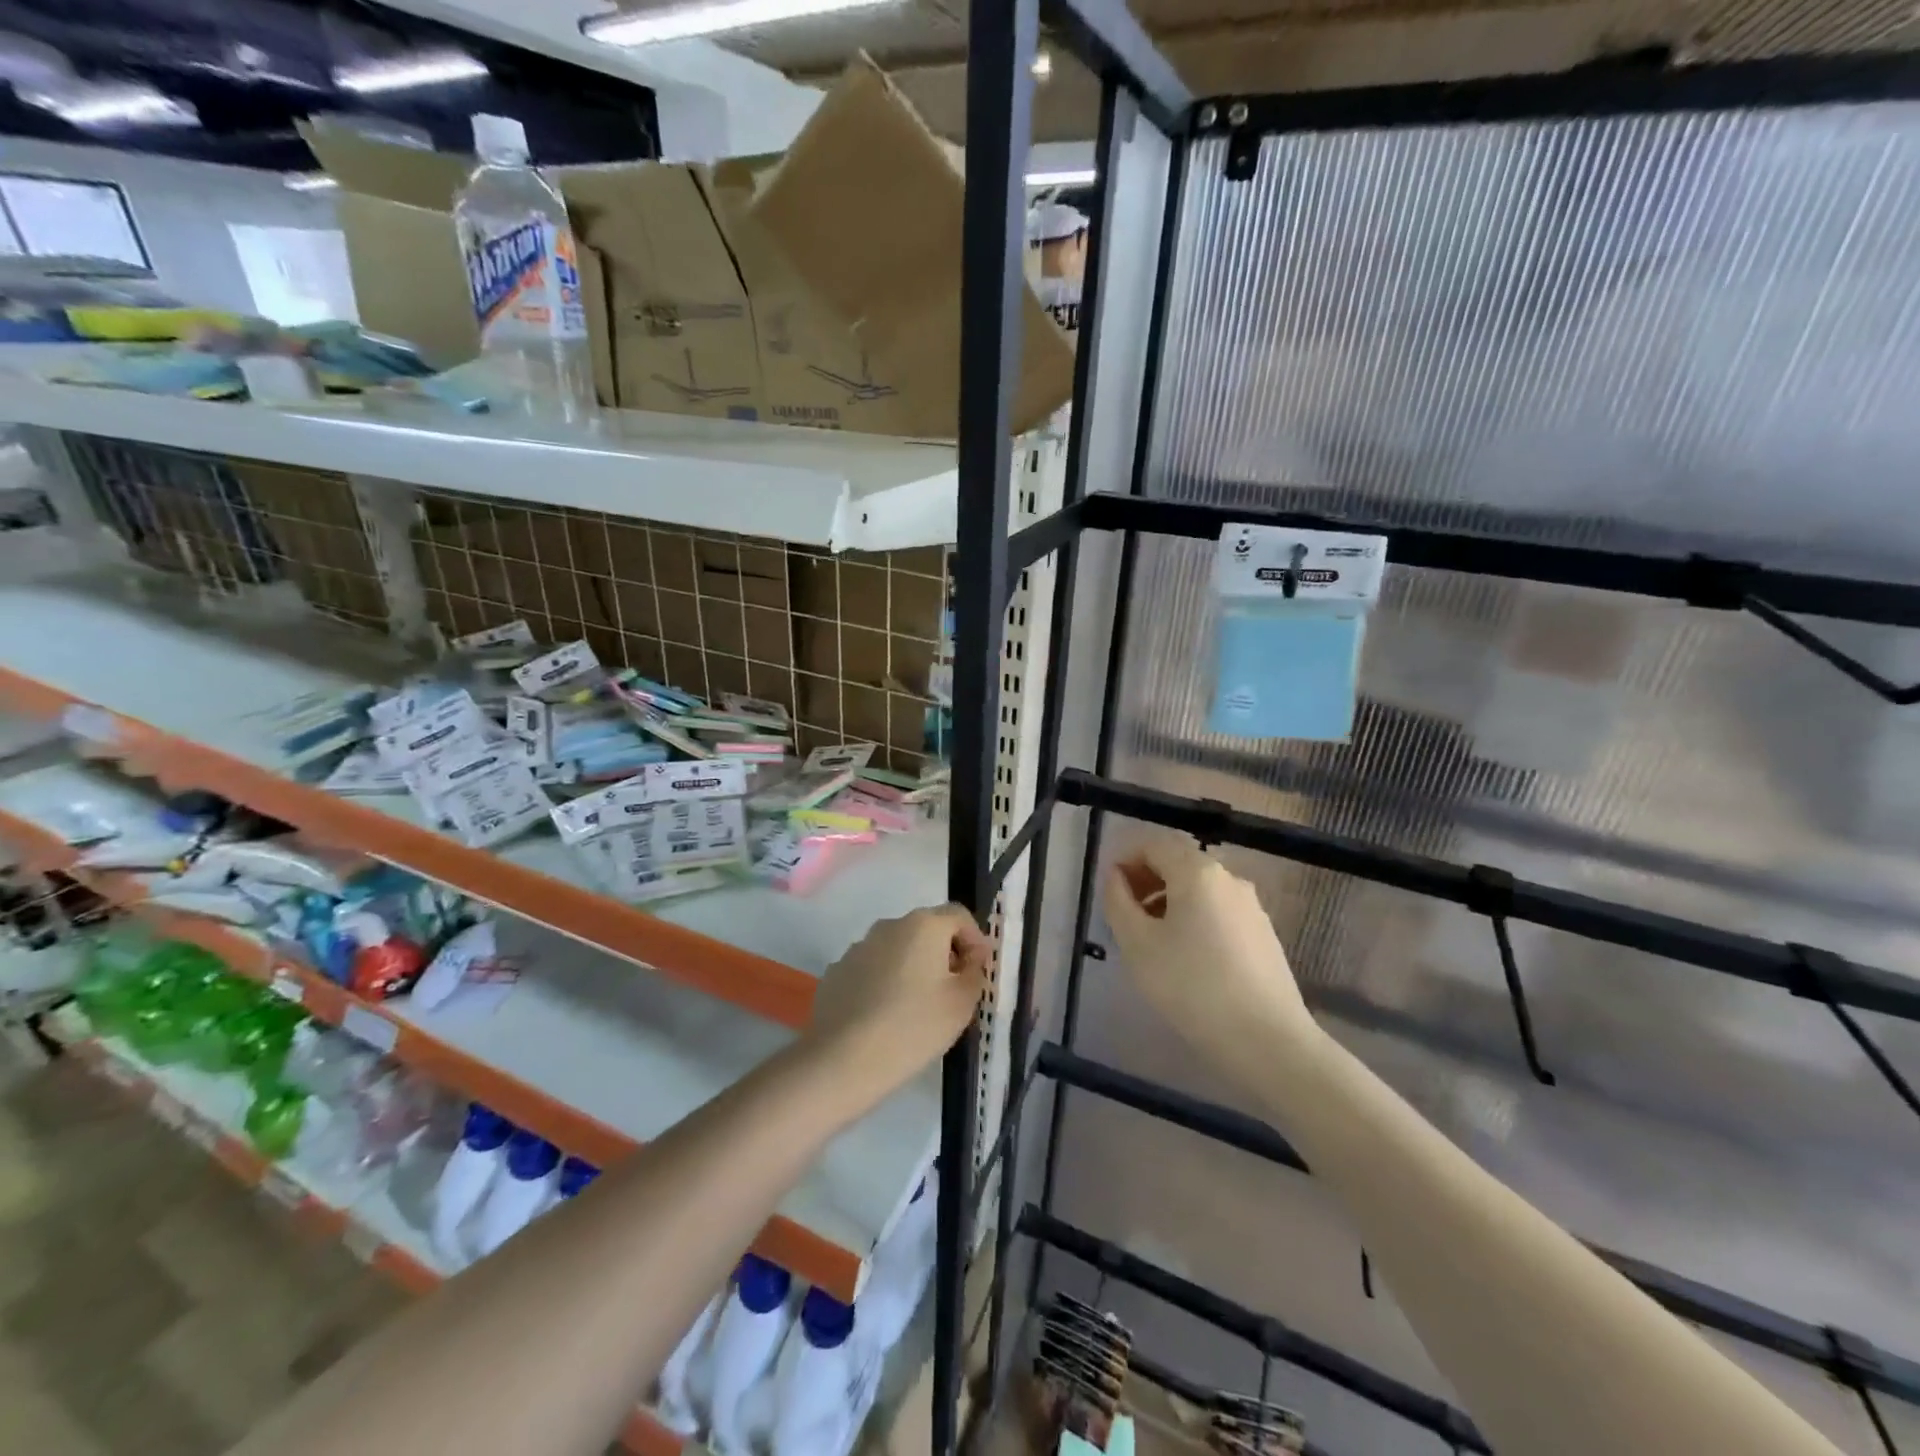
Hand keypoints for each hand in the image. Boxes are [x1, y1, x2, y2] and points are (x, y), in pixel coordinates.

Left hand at [806, 905, 989, 1105]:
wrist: (842, 1060)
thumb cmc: (913, 1027)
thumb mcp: (962, 1003)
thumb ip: (975, 972)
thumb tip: (970, 959)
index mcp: (922, 925)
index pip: (959, 916)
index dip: (974, 940)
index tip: (976, 973)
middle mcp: (888, 926)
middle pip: (926, 930)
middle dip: (943, 954)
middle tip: (951, 993)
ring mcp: (857, 948)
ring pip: (896, 950)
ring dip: (911, 968)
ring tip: (915, 1009)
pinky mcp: (836, 972)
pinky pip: (871, 970)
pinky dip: (883, 984)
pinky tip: (883, 1018)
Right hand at [1104, 837, 1318, 1067]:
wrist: (1268, 1041)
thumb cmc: (1192, 987)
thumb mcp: (1138, 944)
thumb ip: (1118, 902)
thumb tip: (1116, 876)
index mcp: (1197, 872)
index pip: (1154, 844)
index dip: (1126, 859)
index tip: (1110, 891)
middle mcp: (1229, 879)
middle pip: (1179, 863)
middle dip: (1147, 881)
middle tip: (1125, 917)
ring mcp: (1251, 907)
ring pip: (1199, 889)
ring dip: (1168, 902)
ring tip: (1151, 942)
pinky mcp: (1263, 934)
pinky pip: (1218, 911)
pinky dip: (1193, 919)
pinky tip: (1186, 959)